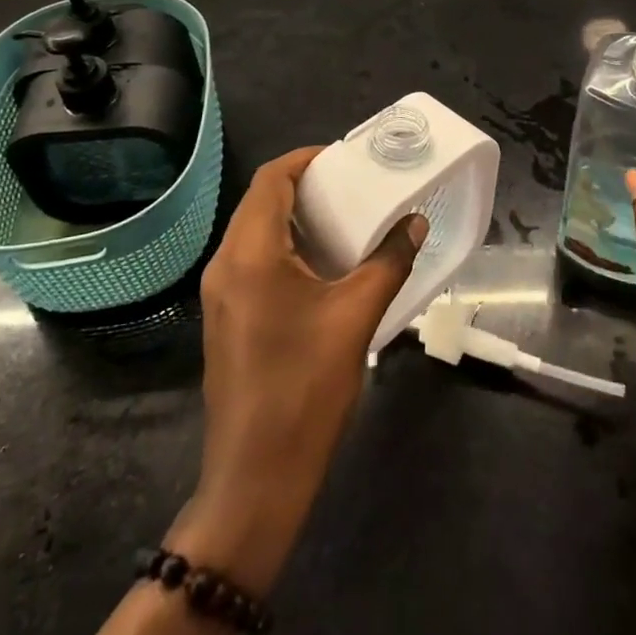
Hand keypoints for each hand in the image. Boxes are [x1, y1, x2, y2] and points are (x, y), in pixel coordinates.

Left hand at [172, 147, 425, 593]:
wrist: (256, 477)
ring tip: (343, 218)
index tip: (345, 157)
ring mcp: (220, 295)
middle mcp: (225, 264)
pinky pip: (251, 261)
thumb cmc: (306, 388)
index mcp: (250, 253)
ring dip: (294, 218)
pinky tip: (321, 266)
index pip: (270, 179)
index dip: (305, 159)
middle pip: (259, 201)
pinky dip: (284, 247)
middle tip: (352, 185)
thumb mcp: (356, 317)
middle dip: (304, 186)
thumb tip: (416, 221)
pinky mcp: (225, 319)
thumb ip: (389, 261)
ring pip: (254, 232)